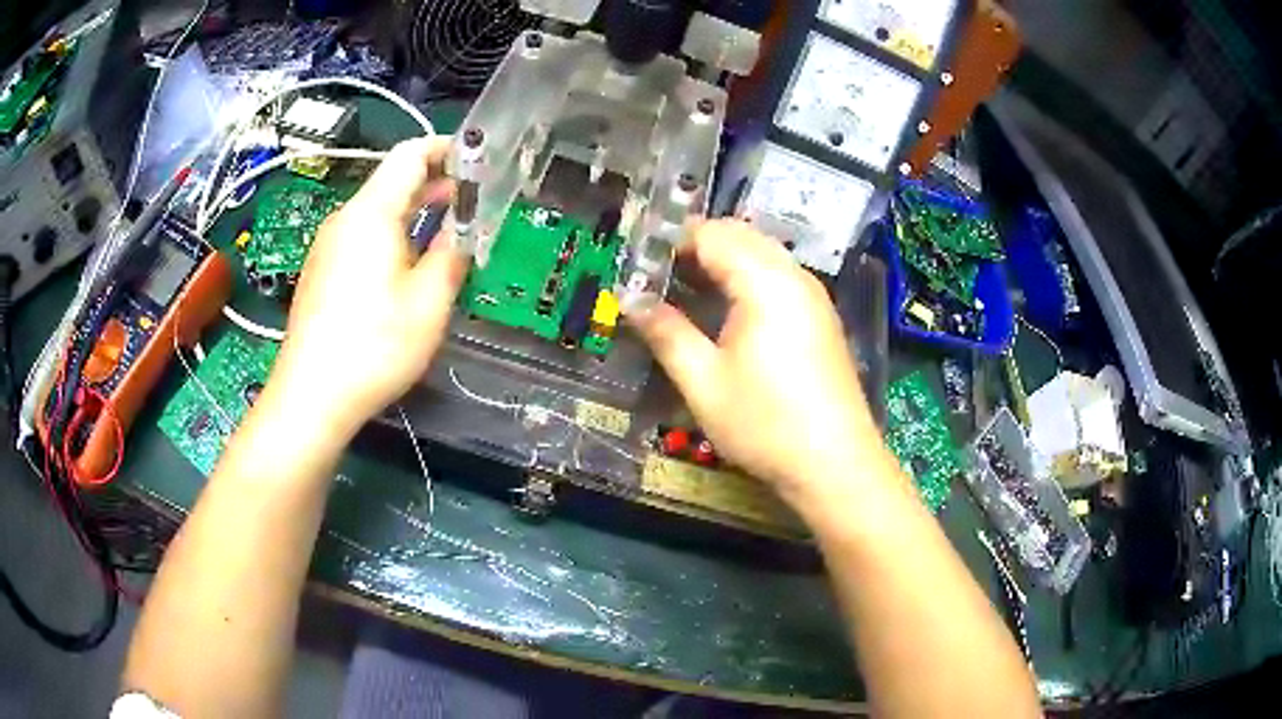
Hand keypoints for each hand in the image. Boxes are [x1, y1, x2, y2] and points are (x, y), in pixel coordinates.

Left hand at [265, 137, 466, 435]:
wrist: (311, 396)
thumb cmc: (374, 347)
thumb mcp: (429, 302)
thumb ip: (453, 253)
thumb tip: (463, 230)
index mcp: (371, 213)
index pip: (410, 154)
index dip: (447, 148)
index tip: (479, 162)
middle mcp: (344, 219)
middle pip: (391, 180)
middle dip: (435, 182)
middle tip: (474, 199)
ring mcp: (327, 246)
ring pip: (376, 210)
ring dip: (414, 211)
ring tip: (448, 229)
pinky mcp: (321, 271)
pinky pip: (361, 236)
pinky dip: (391, 235)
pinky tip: (408, 265)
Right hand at [631, 220, 892, 501]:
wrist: (835, 464)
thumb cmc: (764, 424)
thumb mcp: (703, 383)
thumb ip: (666, 333)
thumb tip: (631, 301)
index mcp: (764, 281)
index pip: (711, 235)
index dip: (670, 242)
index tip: (638, 265)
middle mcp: (793, 275)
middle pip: (740, 235)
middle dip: (696, 246)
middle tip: (658, 276)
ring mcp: (813, 295)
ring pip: (761, 253)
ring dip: (722, 260)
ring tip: (686, 291)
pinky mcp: (820, 317)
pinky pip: (778, 276)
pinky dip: (747, 277)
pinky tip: (727, 311)